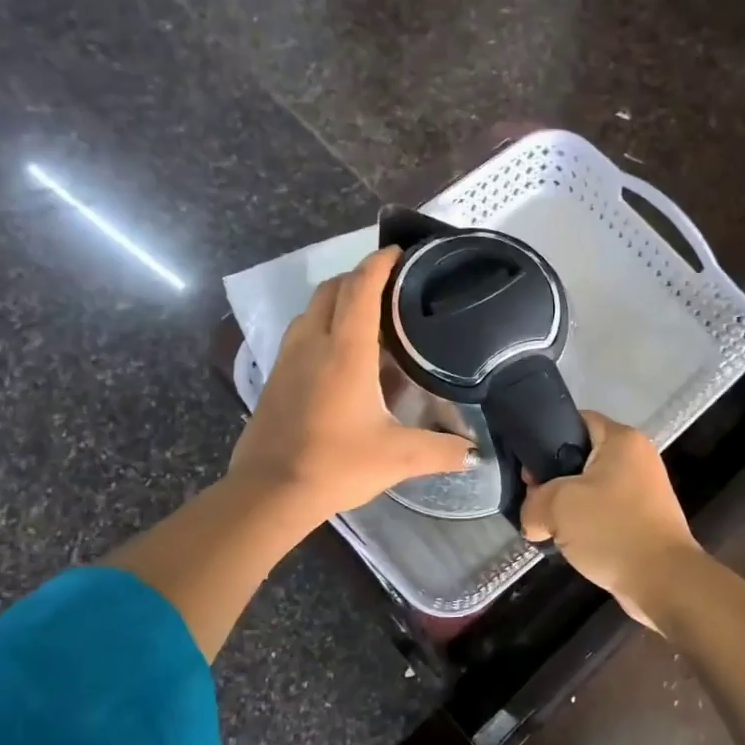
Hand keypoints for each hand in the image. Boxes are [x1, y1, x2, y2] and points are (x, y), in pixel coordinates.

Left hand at [229, 246, 473, 527]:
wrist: (269, 492)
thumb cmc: (336, 465)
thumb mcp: (398, 457)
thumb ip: (441, 450)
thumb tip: (475, 454)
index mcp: (345, 351)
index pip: (361, 288)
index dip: (380, 264)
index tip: (401, 252)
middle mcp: (313, 343)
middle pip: (332, 289)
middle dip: (360, 277)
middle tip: (392, 286)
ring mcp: (288, 358)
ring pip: (312, 309)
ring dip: (338, 300)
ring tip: (369, 316)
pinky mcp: (276, 377)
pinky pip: (301, 333)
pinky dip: (323, 325)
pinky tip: (341, 354)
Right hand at [520, 412, 700, 627]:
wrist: (663, 581)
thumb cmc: (612, 529)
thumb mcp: (557, 506)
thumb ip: (533, 503)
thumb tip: (533, 519)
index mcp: (622, 440)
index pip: (576, 421)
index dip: (546, 438)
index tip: (528, 468)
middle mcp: (637, 457)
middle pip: (581, 457)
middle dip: (553, 480)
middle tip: (533, 502)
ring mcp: (643, 490)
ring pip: (591, 488)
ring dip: (568, 507)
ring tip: (547, 526)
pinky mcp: (644, 519)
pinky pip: (605, 512)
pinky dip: (586, 525)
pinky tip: (569, 543)